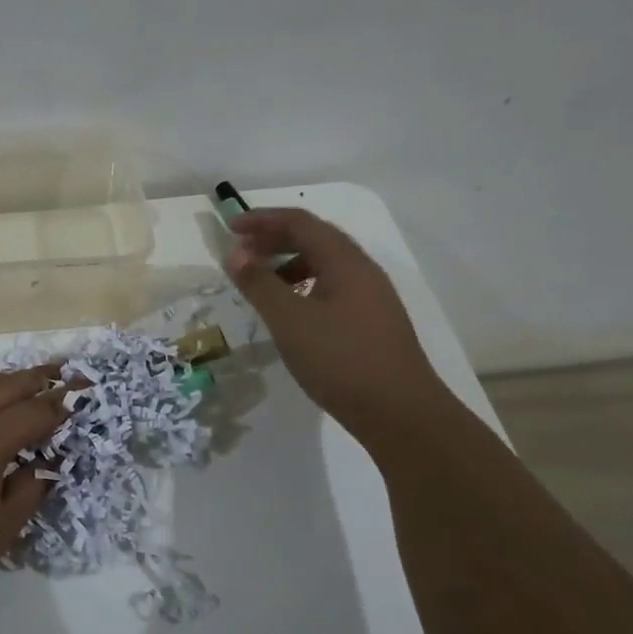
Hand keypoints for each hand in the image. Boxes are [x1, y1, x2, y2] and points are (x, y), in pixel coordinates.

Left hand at [0, 366, 68, 625]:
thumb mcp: (1, 529)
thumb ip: (28, 489)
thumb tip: (44, 464)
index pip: (35, 412)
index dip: (60, 408)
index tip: (77, 402)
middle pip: (6, 386)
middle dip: (37, 381)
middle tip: (60, 376)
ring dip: (0, 379)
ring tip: (18, 382)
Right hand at [224, 207, 450, 428]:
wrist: (401, 414)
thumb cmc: (341, 360)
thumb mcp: (289, 320)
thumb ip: (259, 284)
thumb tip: (235, 253)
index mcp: (344, 261)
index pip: (300, 222)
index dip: (263, 219)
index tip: (231, 228)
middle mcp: (362, 270)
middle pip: (315, 238)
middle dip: (275, 239)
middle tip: (241, 253)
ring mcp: (372, 297)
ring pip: (325, 264)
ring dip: (289, 264)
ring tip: (262, 284)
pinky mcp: (373, 322)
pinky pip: (333, 288)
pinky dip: (305, 287)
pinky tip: (292, 313)